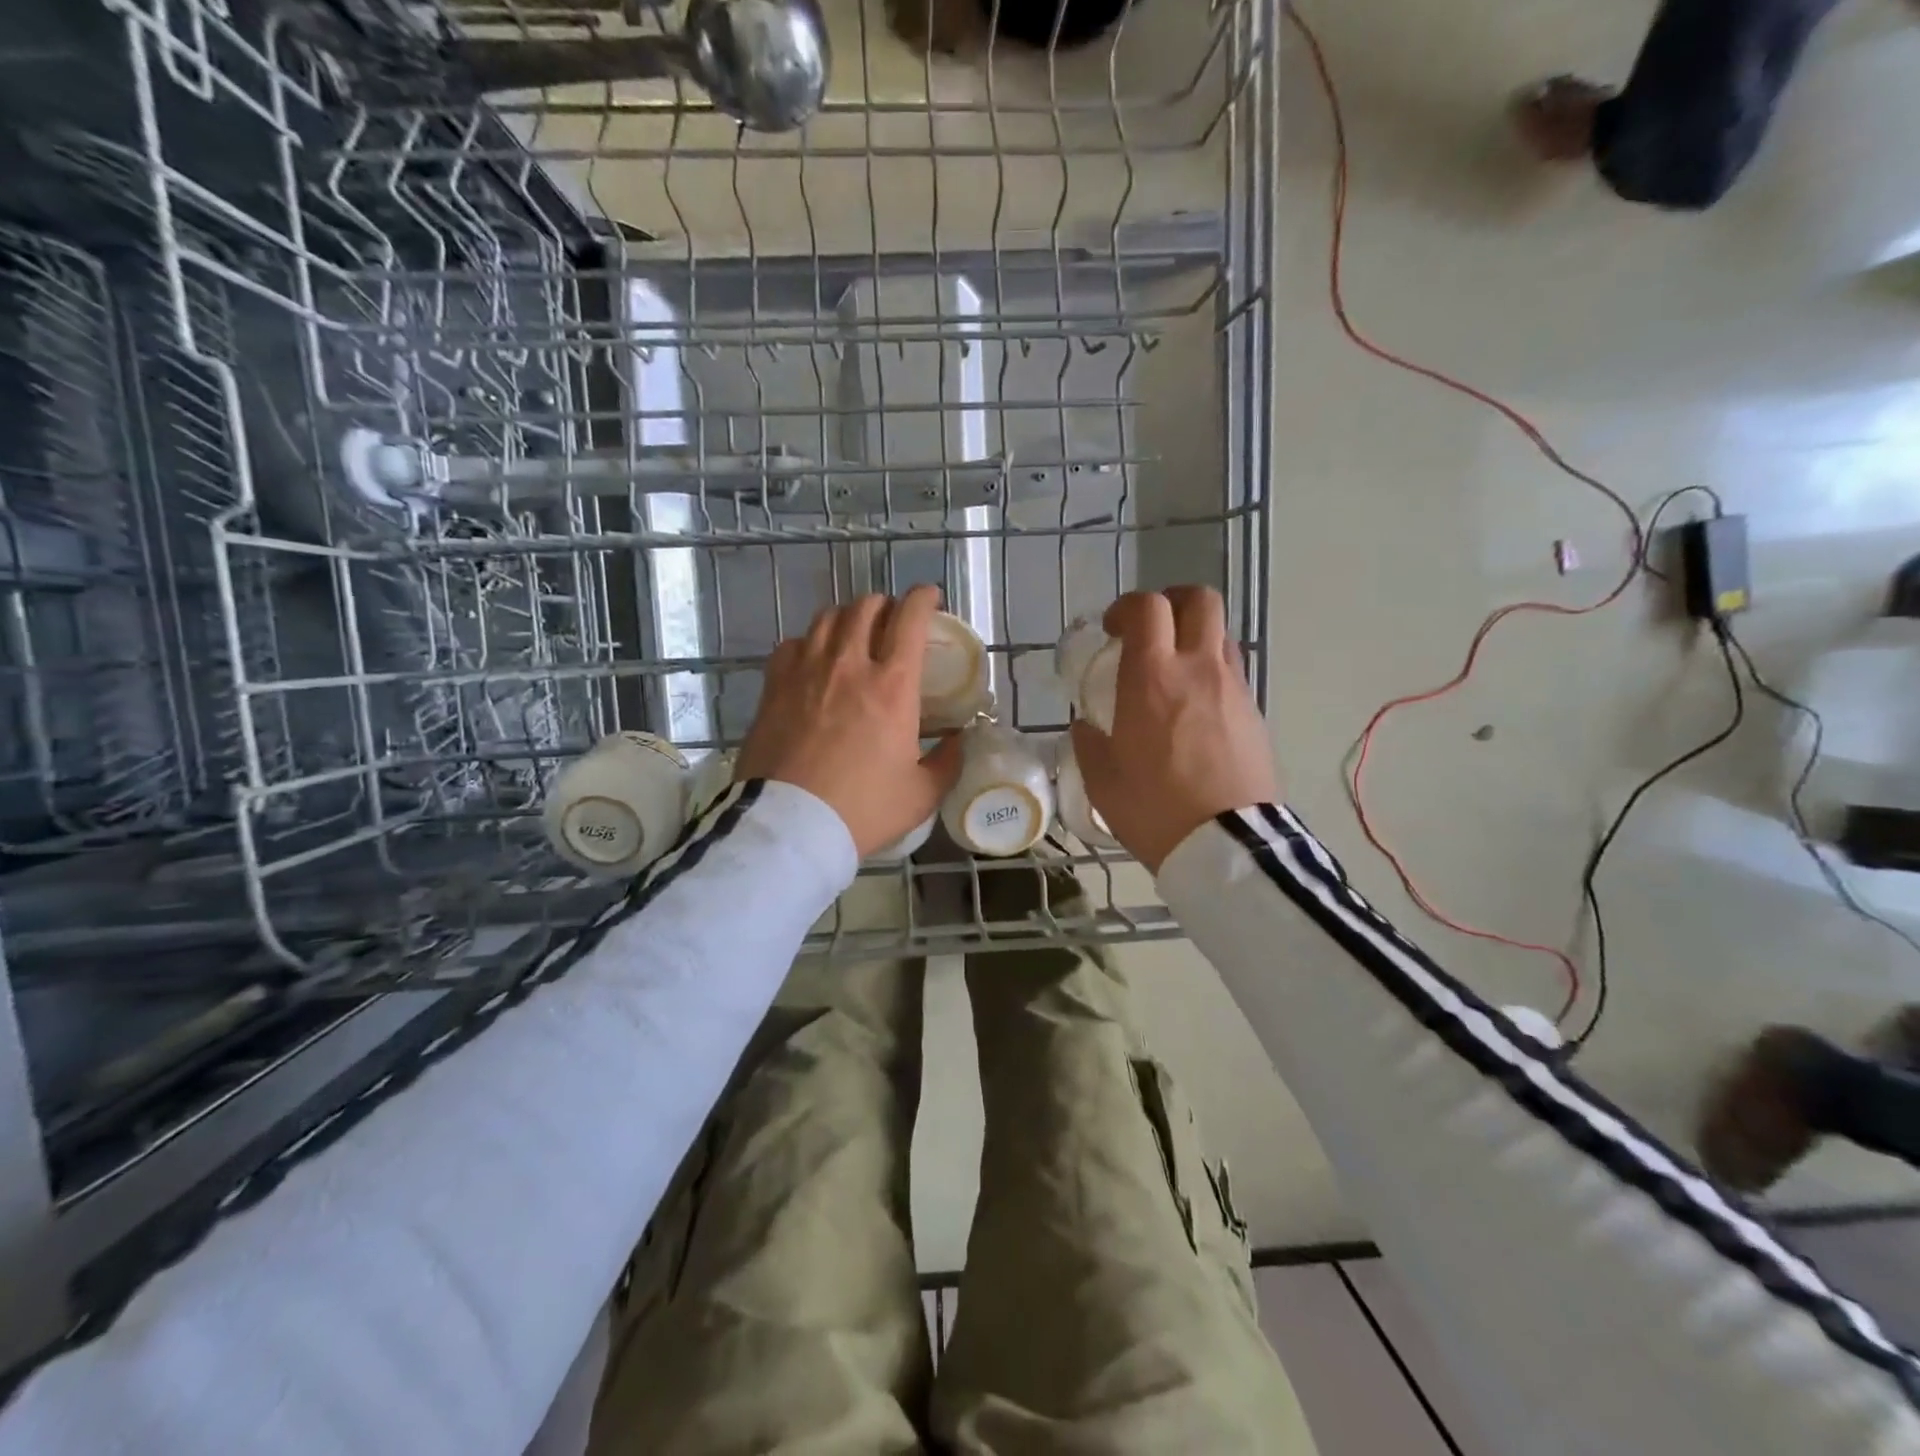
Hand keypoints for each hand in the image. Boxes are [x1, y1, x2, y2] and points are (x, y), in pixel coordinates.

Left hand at [737, 586, 963, 856]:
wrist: (791, 825)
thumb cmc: (863, 809)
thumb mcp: (921, 794)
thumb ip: (946, 762)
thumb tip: (958, 742)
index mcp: (892, 686)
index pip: (910, 619)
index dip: (923, 598)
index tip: (930, 597)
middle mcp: (849, 665)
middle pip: (866, 608)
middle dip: (885, 605)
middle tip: (893, 622)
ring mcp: (806, 671)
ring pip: (827, 618)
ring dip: (847, 617)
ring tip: (854, 633)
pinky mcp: (774, 686)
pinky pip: (792, 644)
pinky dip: (809, 642)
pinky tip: (813, 659)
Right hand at [1069, 587, 1277, 872]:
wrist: (1226, 844)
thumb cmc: (1153, 808)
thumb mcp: (1102, 779)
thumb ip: (1089, 743)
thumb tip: (1086, 726)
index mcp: (1152, 677)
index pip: (1147, 608)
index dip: (1126, 607)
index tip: (1113, 630)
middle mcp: (1197, 668)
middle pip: (1199, 600)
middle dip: (1172, 602)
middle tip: (1152, 631)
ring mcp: (1233, 688)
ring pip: (1221, 633)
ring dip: (1195, 637)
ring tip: (1174, 670)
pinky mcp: (1255, 712)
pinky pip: (1233, 672)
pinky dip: (1212, 672)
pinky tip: (1196, 708)